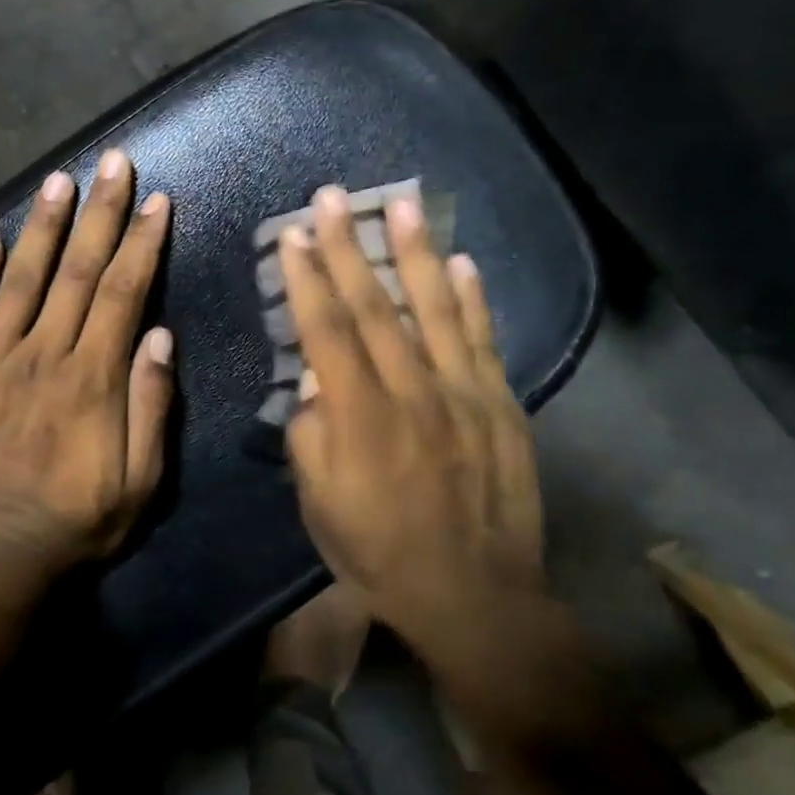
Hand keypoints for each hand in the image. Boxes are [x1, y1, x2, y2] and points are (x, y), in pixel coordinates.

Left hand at [0, 149, 173, 571]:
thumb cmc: (77, 518)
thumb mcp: (141, 478)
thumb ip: (151, 404)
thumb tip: (158, 334)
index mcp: (93, 375)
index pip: (123, 291)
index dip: (141, 242)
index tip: (155, 200)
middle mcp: (44, 352)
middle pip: (78, 270)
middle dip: (99, 212)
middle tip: (112, 162)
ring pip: (22, 279)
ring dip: (43, 226)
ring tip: (58, 179)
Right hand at [280, 186, 569, 733]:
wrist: (474, 596)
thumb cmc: (380, 552)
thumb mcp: (319, 504)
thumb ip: (309, 434)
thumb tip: (313, 380)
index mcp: (360, 417)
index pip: (327, 331)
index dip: (308, 279)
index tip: (294, 235)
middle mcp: (412, 392)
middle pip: (375, 307)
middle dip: (347, 248)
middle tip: (331, 197)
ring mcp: (464, 394)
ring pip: (436, 310)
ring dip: (414, 253)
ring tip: (400, 205)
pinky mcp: (501, 406)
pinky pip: (484, 341)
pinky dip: (474, 299)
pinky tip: (461, 262)